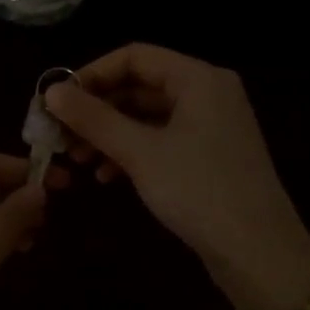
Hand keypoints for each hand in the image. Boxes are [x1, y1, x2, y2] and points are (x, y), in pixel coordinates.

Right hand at [45, 44, 309, 309]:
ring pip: (147, 117)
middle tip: (60, 135)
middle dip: (97, 110)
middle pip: (140, 86)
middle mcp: (208, 93)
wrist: (257, 252)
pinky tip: (106, 176)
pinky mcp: (209, 156)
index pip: (135, 56)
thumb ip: (94, 118)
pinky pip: (161, 140)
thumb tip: (51, 90)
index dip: (92, 74)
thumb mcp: (140, 152)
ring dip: (109, 134)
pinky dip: (131, 152)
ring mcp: (211, 126)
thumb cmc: (198, 191)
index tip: (57, 101)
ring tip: (76, 160)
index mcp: (199, 79)